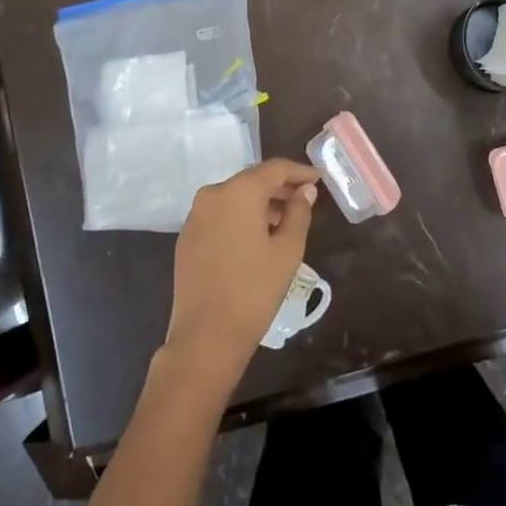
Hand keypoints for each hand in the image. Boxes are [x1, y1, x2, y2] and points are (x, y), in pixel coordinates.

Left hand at [166, 159, 319, 375]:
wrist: (205, 336)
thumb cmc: (254, 290)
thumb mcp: (288, 251)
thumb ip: (299, 213)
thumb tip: (305, 191)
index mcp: (238, 191)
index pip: (274, 169)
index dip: (299, 171)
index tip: (318, 178)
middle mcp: (212, 194)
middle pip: (252, 180)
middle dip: (280, 187)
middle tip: (305, 199)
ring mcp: (195, 215)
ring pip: (235, 198)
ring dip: (260, 204)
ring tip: (284, 221)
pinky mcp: (187, 236)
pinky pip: (220, 215)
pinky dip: (240, 217)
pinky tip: (255, 237)